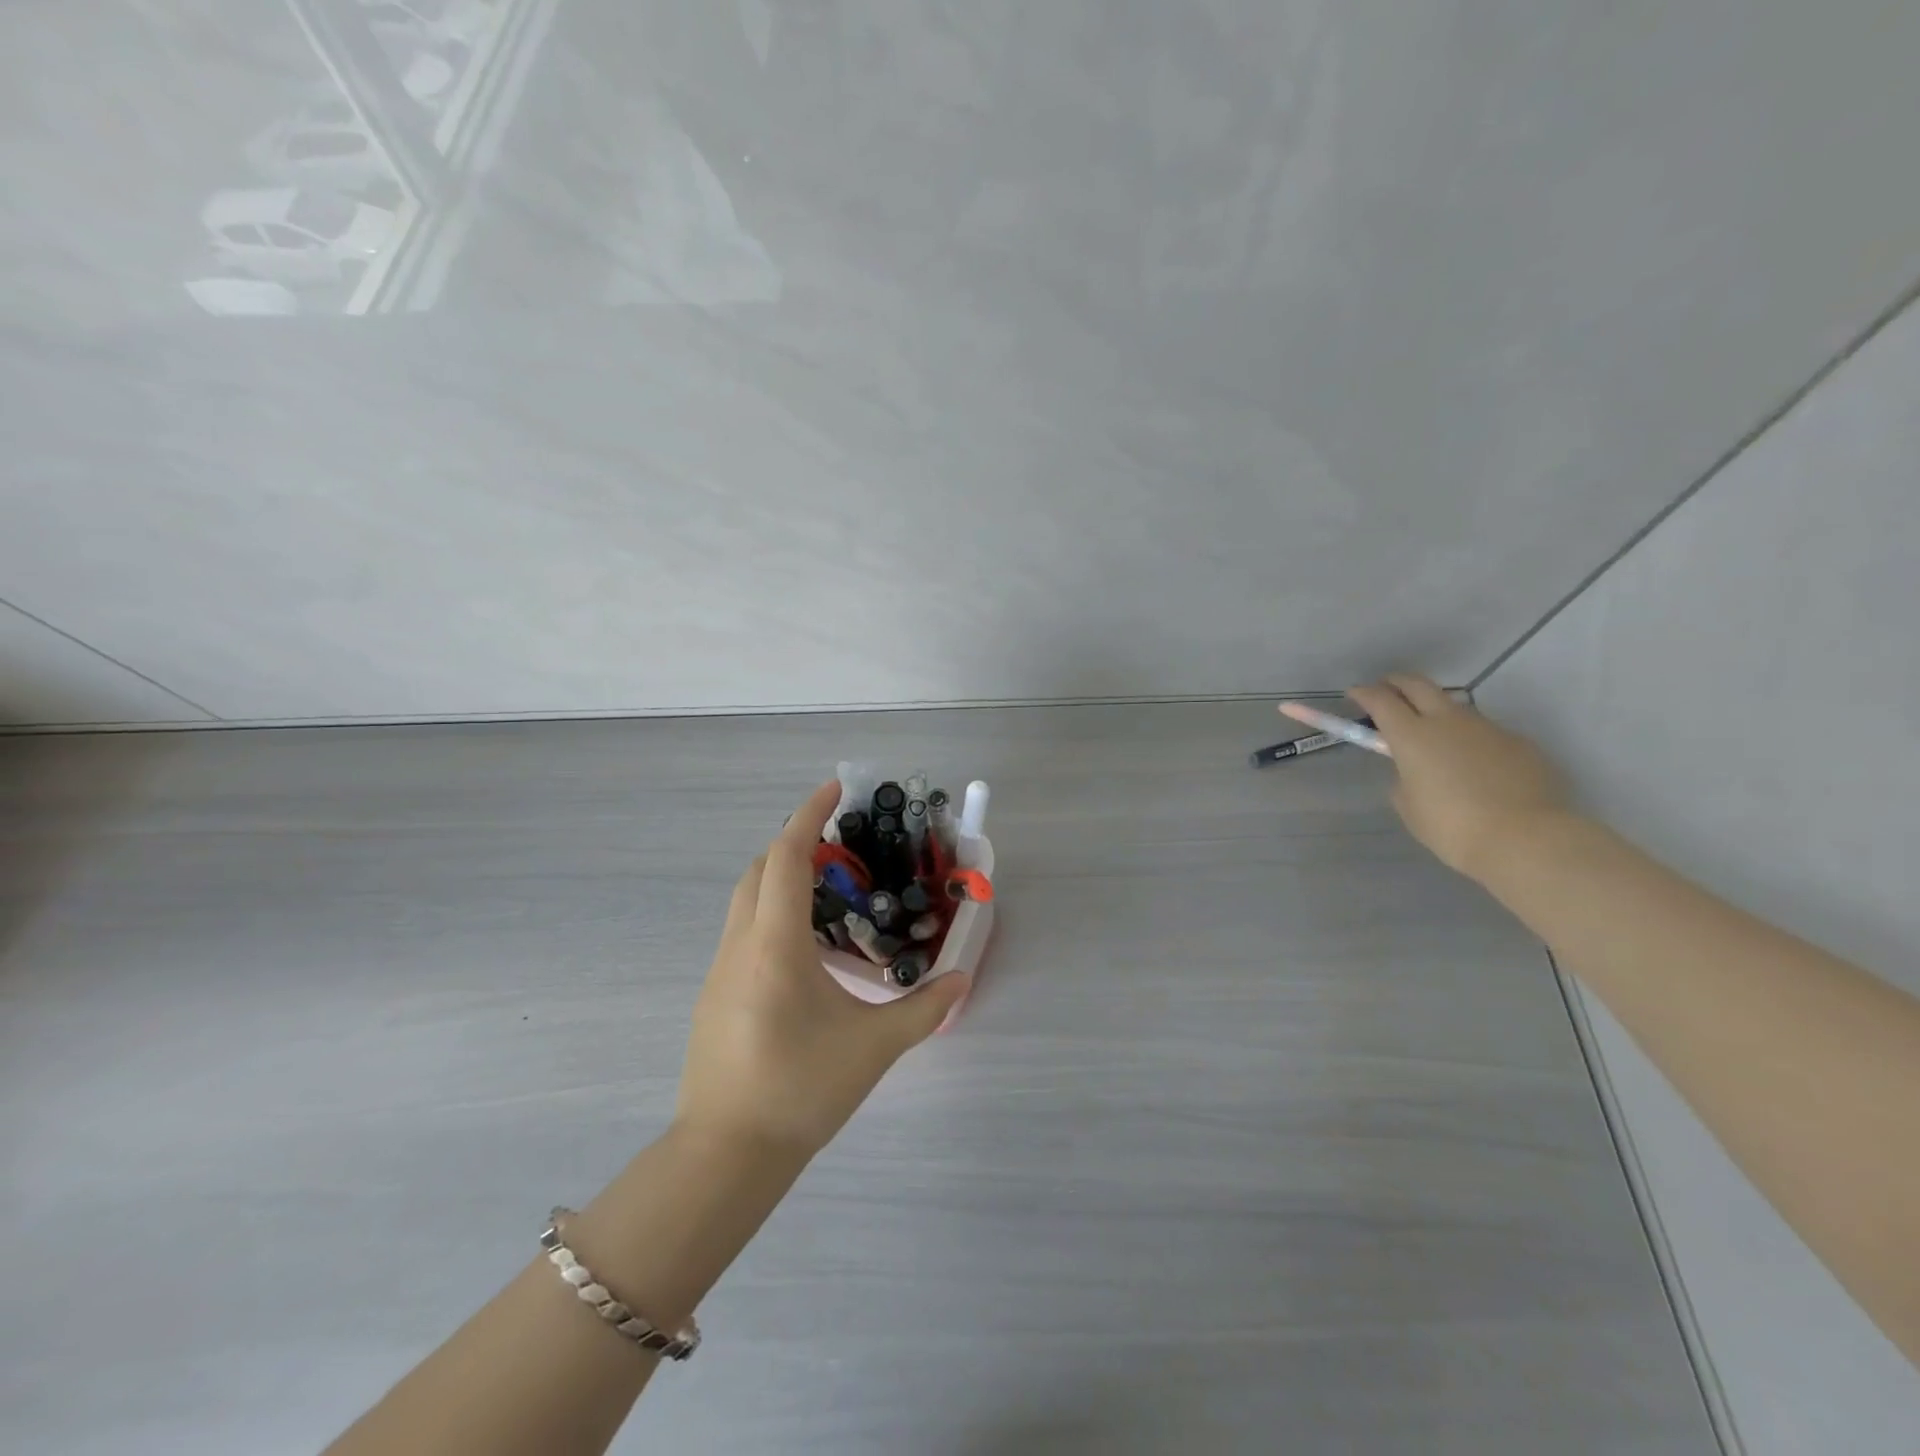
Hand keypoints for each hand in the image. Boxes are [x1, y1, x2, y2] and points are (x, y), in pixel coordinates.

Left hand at [674, 781, 970, 1158]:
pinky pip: (743, 934)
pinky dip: (773, 918)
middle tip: (841, 850)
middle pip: (760, 869)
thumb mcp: (873, 1047)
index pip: (788, 856)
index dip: (809, 814)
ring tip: (831, 899)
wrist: (726, 1155)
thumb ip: (923, 1009)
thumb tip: (961, 980)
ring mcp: (719, 971)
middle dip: (796, 844)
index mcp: (775, 944)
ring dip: (783, 882)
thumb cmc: (801, 1089)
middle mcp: (740, 945)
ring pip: (747, 901)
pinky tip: (806, 955)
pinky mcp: (714, 996)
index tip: (834, 788)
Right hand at [1346, 673, 1574, 879]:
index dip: (1364, 693)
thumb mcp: (1409, 806)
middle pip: (1418, 685)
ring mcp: (1487, 728)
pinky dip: (1471, 741)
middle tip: (1387, 690)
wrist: (1526, 839)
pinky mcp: (1519, 743)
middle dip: (1397, 682)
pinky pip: (1486, 734)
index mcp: (1412, 736)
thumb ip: (1405, 779)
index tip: (1355, 694)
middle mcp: (1448, 721)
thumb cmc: (1452, 827)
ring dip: (1437, 712)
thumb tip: (1415, 771)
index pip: (1381, 700)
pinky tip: (1476, 768)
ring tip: (1434, 737)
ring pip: (1455, 707)